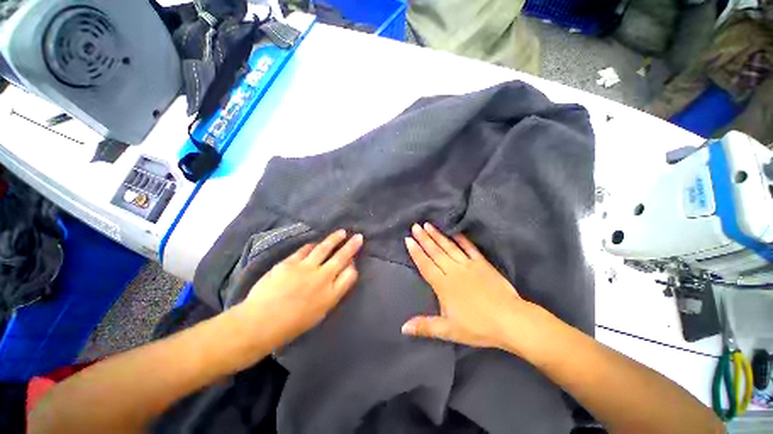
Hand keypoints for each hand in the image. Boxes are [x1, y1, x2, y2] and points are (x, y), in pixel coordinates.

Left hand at [238, 230, 362, 346]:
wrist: (260, 323)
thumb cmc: (291, 325)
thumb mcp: (319, 313)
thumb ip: (332, 293)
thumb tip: (339, 276)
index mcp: (331, 294)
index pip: (350, 275)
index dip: (353, 266)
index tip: (353, 261)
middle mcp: (322, 278)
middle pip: (342, 258)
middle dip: (352, 246)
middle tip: (359, 237)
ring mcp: (306, 268)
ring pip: (325, 248)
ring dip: (335, 239)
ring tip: (342, 232)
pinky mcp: (290, 262)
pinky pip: (305, 250)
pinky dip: (313, 245)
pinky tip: (315, 243)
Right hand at [402, 223, 532, 349]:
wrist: (510, 320)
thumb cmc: (478, 327)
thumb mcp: (449, 330)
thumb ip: (425, 327)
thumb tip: (402, 328)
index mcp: (443, 285)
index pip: (425, 265)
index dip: (416, 252)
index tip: (408, 239)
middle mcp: (453, 271)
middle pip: (435, 252)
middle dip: (424, 238)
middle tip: (415, 226)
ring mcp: (468, 265)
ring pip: (449, 247)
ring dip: (438, 235)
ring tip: (428, 225)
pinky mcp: (482, 264)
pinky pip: (470, 248)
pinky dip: (462, 239)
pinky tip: (455, 232)